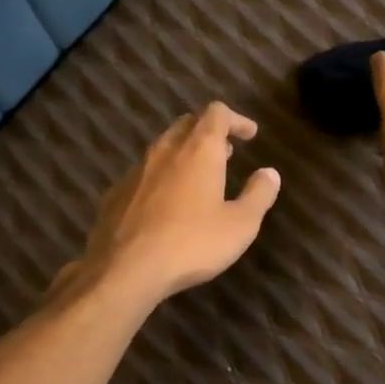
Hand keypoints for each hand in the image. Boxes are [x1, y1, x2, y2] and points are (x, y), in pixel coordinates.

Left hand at [62, 102, 280, 308]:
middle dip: (208, 132)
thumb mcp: (240, 225)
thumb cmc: (191, 244)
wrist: (125, 269)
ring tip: (197, 177)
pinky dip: (160, 178)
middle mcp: (165, 150)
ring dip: (183, 154)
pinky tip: (164, 204)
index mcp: (198, 150)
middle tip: (225, 152)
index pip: (217, 114)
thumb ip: (258, 195)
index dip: (236, 119)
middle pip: (187, 124)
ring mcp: (135, 171)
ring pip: (162, 148)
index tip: (250, 134)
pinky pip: (143, 175)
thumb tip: (270, 173)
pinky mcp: (115, 193)